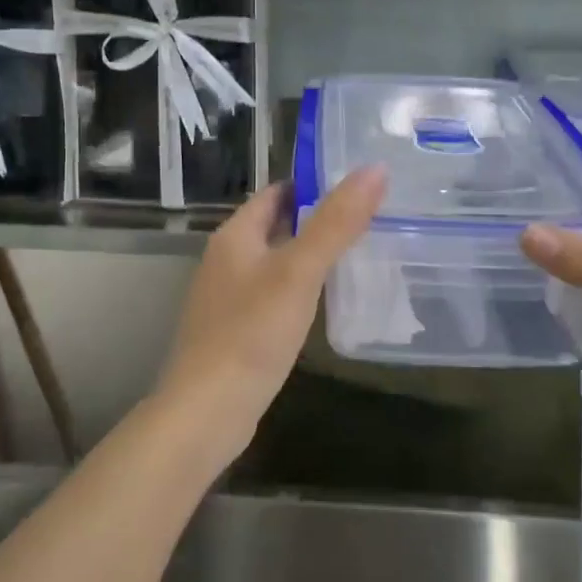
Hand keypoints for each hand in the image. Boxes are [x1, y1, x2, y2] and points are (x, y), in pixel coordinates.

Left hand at [156, 166, 387, 467]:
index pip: (277, 192)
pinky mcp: (236, 331)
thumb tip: (375, 169)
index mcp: (235, 236)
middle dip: (318, 220)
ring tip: (359, 255)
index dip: (314, 184)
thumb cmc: (251, 333)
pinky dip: (300, 290)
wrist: (206, 413)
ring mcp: (228, 297)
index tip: (358, 186)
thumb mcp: (299, 272)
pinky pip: (274, 295)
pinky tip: (326, 303)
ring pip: (277, 262)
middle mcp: (227, 259)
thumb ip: (336, 222)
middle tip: (369, 219)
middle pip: (277, 225)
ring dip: (310, 256)